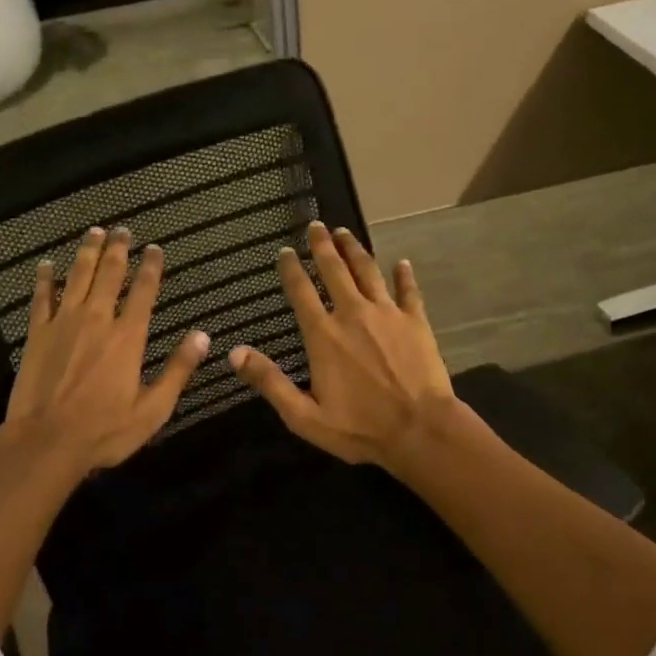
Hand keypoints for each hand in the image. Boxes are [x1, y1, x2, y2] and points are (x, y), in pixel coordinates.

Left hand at [0, 226, 208, 475]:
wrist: (46, 442)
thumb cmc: (104, 430)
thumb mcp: (153, 409)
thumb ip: (178, 370)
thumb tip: (202, 336)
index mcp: (128, 337)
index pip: (144, 291)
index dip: (151, 267)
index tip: (154, 248)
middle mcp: (97, 320)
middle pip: (109, 274)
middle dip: (118, 249)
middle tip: (122, 230)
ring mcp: (64, 323)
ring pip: (77, 277)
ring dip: (87, 252)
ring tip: (94, 232)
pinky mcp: (38, 334)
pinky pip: (42, 298)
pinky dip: (45, 279)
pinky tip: (46, 264)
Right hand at [229, 220, 454, 467]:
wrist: (421, 430)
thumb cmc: (360, 427)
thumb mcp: (304, 416)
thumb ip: (270, 381)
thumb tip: (234, 353)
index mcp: (324, 335)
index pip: (301, 291)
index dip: (291, 269)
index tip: (285, 251)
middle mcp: (352, 314)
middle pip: (334, 270)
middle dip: (322, 245)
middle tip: (316, 225)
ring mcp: (387, 314)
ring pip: (368, 271)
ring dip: (355, 249)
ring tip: (345, 232)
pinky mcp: (415, 321)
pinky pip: (408, 291)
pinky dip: (404, 275)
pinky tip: (402, 263)